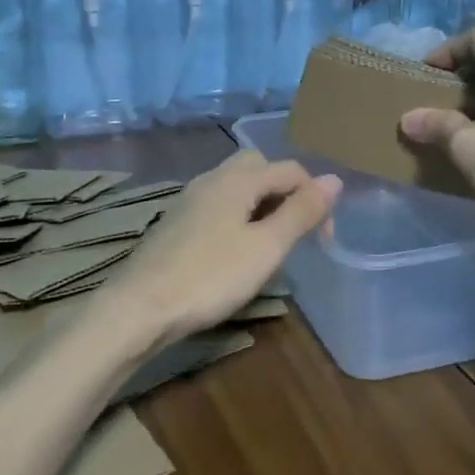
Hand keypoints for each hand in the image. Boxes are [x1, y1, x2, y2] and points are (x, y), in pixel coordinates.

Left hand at [98, 150, 341, 349]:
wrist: (140, 307)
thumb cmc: (211, 276)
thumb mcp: (267, 247)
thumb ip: (301, 212)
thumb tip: (334, 180)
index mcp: (238, 179)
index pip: (290, 169)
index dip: (316, 197)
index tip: (324, 239)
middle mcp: (212, 179)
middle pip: (259, 167)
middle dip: (285, 190)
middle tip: (296, 230)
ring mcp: (190, 199)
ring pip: (236, 185)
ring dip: (261, 203)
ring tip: (271, 241)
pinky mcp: (176, 222)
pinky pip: (218, 204)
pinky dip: (238, 215)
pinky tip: (237, 249)